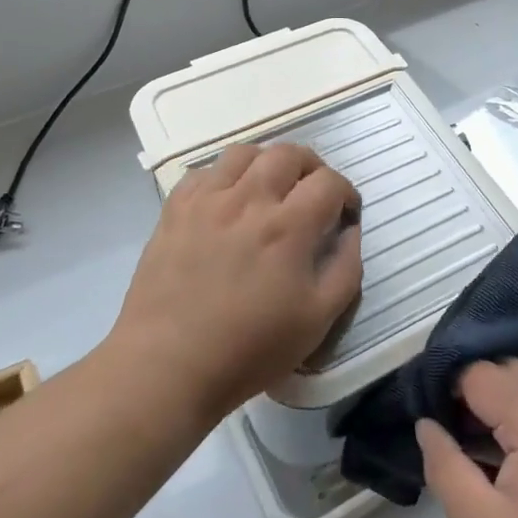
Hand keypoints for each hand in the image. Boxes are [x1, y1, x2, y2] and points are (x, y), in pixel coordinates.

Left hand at [109, 142, 361, 417]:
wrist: (167, 365)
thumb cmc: (249, 348)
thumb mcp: (317, 320)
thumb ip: (346, 269)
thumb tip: (350, 231)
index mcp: (288, 227)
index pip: (328, 182)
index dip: (346, 192)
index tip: (346, 213)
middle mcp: (248, 200)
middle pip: (288, 154)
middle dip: (312, 167)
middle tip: (314, 192)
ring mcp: (207, 201)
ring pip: (244, 153)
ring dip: (267, 163)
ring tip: (271, 188)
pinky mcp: (175, 210)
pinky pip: (203, 172)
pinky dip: (224, 177)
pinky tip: (227, 201)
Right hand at [417, 361, 517, 517]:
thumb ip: (446, 468)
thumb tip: (426, 424)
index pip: (477, 372)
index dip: (444, 388)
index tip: (424, 417)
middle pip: (505, 370)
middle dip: (469, 390)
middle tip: (446, 433)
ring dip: (496, 404)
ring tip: (473, 451)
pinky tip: (509, 464)